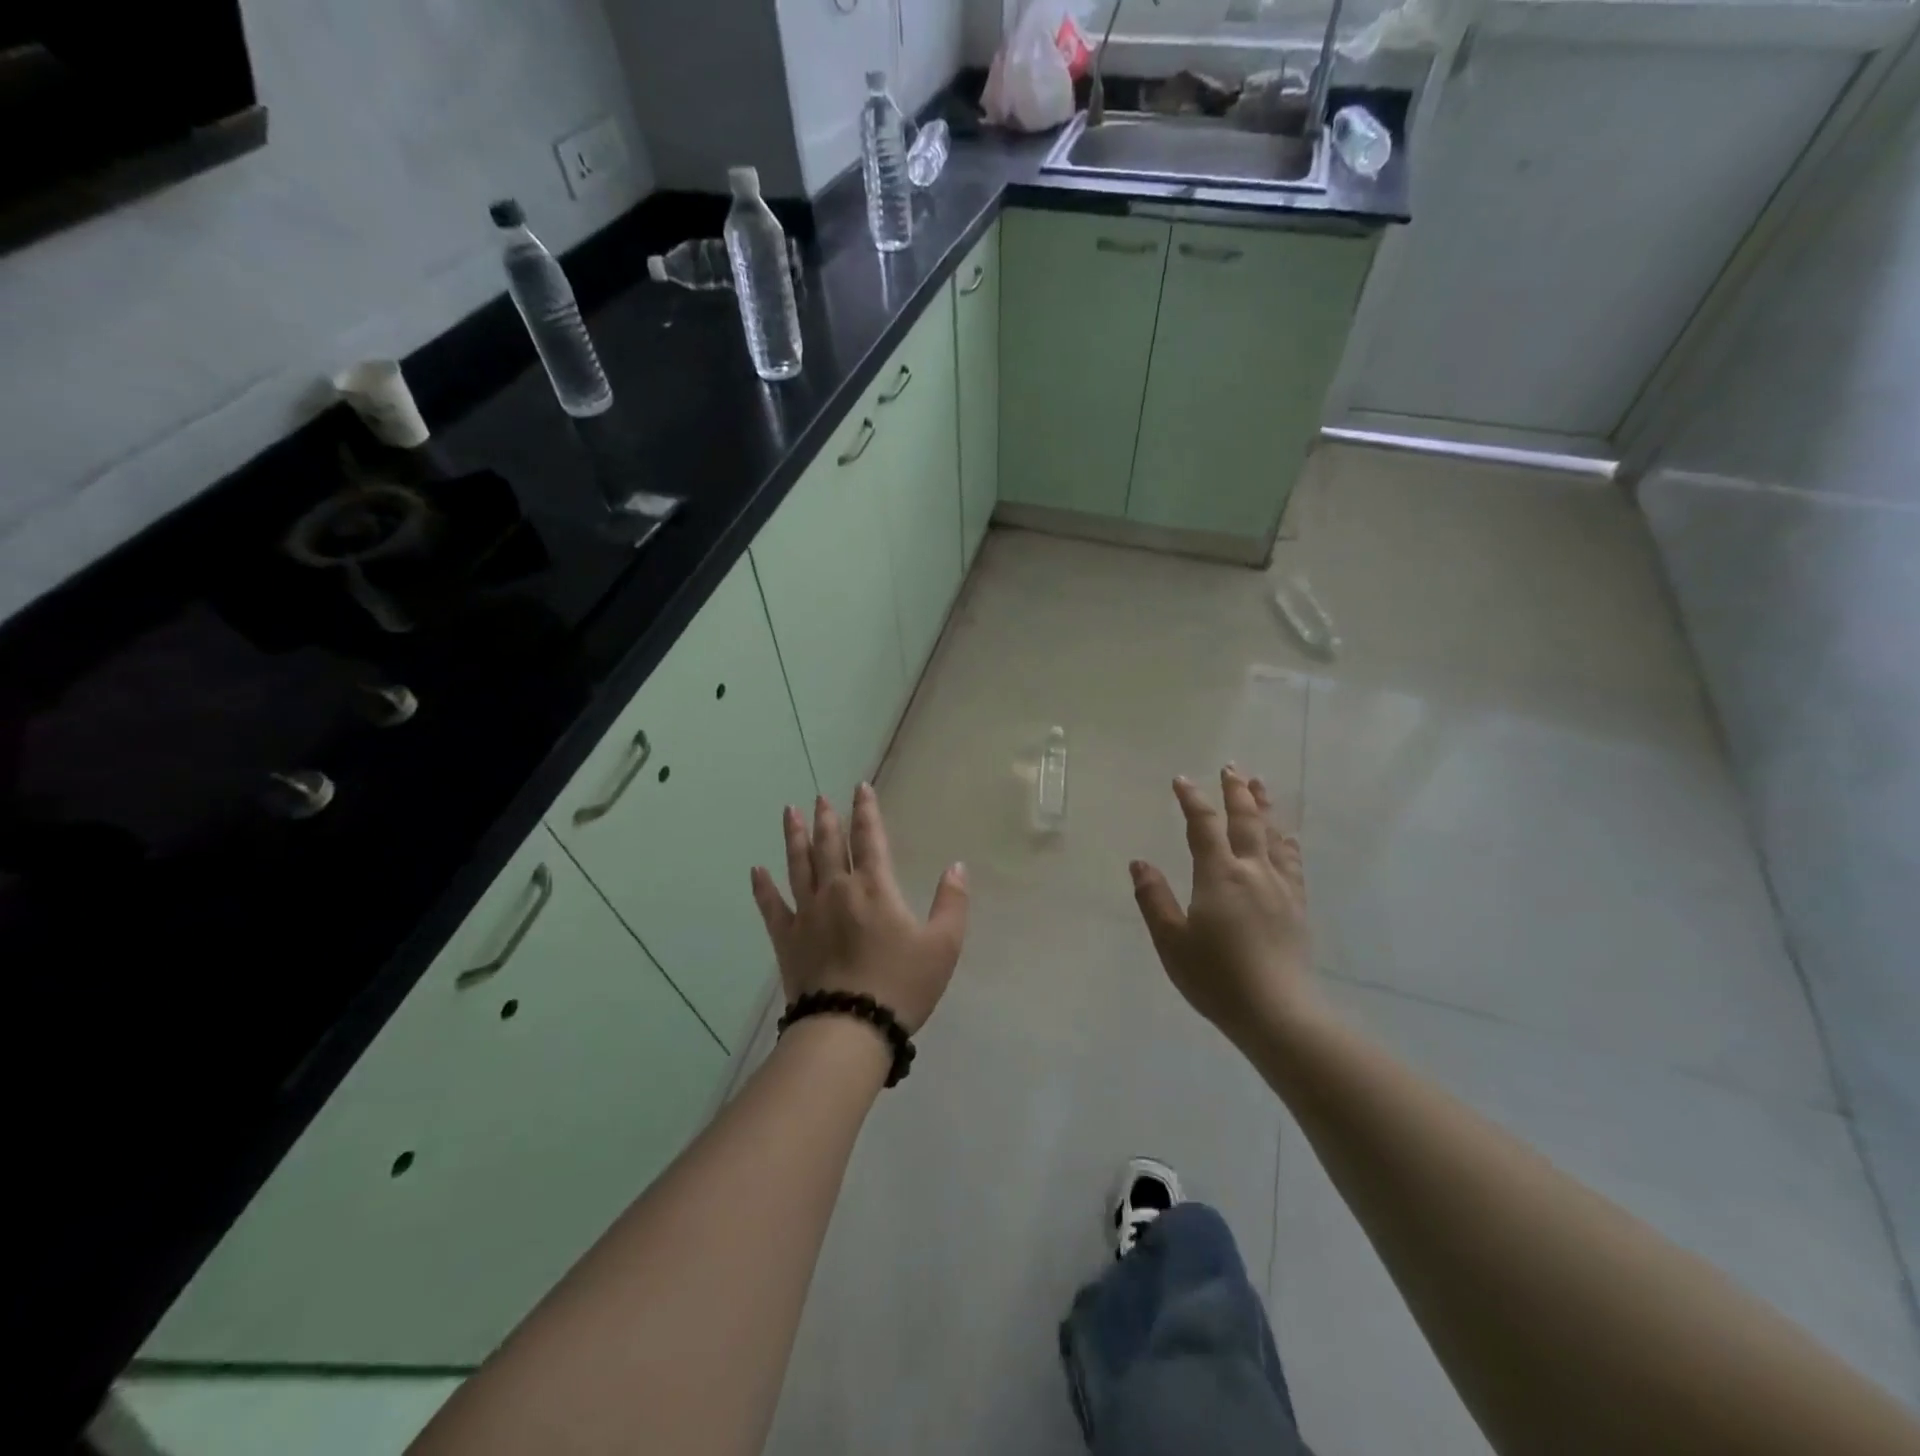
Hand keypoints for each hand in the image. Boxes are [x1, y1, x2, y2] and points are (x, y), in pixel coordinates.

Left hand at [750, 784, 968, 1032]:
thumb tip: (956, 867)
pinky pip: (771, 905)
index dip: (866, 811)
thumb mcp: (943, 945)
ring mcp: (807, 912)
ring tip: (790, 813)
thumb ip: (952, 903)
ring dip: (795, 837)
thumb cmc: (901, 985)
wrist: (850, 1027)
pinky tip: (756, 870)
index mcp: (874, 887)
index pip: (870, 838)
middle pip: (829, 845)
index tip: (860, 788)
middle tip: (821, 797)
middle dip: (827, 819)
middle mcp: (837, 890)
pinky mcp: (787, 938)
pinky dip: (763, 887)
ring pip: (799, 865)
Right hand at [1130, 767, 1321, 1046]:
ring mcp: (1281, 888)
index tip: (1182, 780)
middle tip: (1231, 767)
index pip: (1203, 826)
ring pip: (1273, 836)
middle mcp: (1253, 872)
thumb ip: (1153, 899)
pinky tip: (1287, 839)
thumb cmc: (1216, 978)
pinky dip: (1287, 843)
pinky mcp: (1297, 907)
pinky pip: (1293, 863)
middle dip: (1236, 792)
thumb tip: (1139, 863)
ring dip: (1264, 808)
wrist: (1278, 1013)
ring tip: (1260, 786)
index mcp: (1219, 876)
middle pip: (1246, 821)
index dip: (1192, 800)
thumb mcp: (1171, 941)